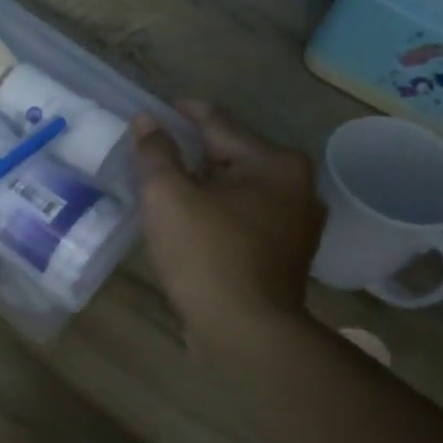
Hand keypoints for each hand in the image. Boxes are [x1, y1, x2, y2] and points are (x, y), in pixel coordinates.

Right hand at [131, 102, 323, 347]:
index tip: (154, 109)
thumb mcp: (168, 196)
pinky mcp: (286, 254)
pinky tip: (189, 220)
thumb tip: (146, 122)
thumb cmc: (207, 255)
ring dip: (203, 185)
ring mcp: (296, 223)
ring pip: (237, 189)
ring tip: (164, 185)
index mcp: (275, 162)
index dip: (181, 113)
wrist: (247, 333)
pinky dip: (216, 212)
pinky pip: (243, 217)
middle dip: (191, 153)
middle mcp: (296, 186)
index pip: (217, 123)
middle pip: (230, 156)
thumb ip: (155, 153)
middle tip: (152, 152)